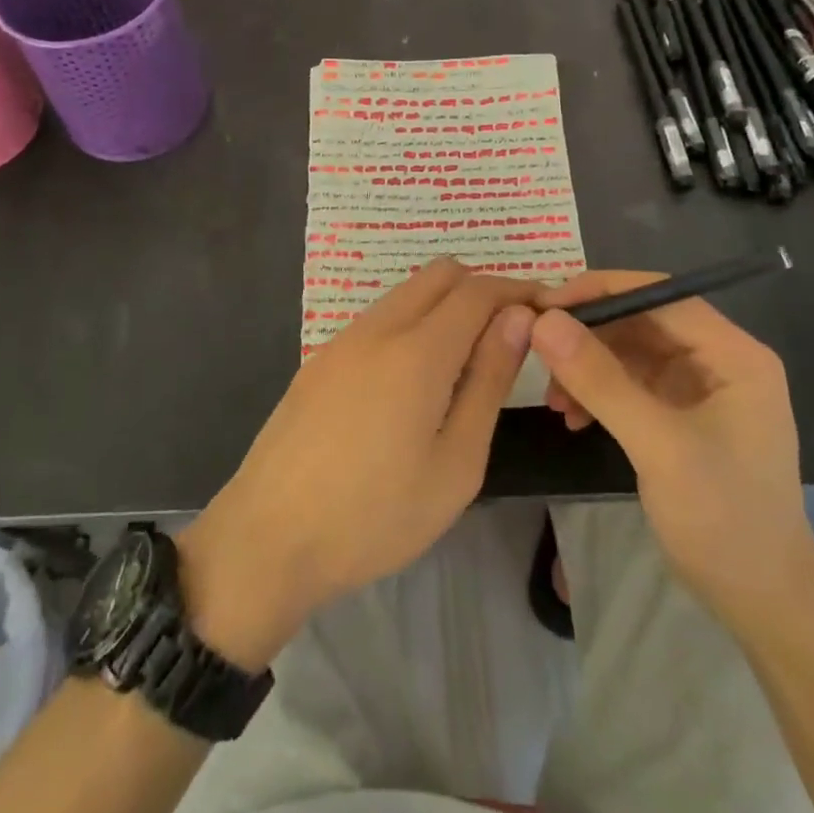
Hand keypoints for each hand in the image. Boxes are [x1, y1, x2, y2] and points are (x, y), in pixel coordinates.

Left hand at [181, 260, 537, 667]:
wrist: (268, 538)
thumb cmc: (375, 515)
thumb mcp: (456, 462)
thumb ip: (489, 381)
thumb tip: (517, 319)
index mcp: (417, 350)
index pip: (478, 290)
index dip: (518, 292)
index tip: (545, 315)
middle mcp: (378, 328)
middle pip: (440, 274)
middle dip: (482, 289)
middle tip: (508, 337)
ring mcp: (342, 339)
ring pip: (406, 292)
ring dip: (445, 305)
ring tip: (466, 361)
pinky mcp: (320, 359)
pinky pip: (379, 318)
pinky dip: (412, 323)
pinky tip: (415, 378)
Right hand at [530, 271, 813, 616]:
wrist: (760, 601)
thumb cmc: (722, 518)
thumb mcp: (658, 445)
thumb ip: (601, 381)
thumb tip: (544, 321)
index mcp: (734, 354)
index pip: (661, 295)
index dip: (602, 291)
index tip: (546, 303)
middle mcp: (719, 360)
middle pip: (642, 321)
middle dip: (589, 335)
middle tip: (537, 350)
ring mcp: (699, 389)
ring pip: (630, 353)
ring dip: (587, 368)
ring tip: (553, 400)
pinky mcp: (681, 416)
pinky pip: (629, 385)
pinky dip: (598, 394)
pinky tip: (573, 418)